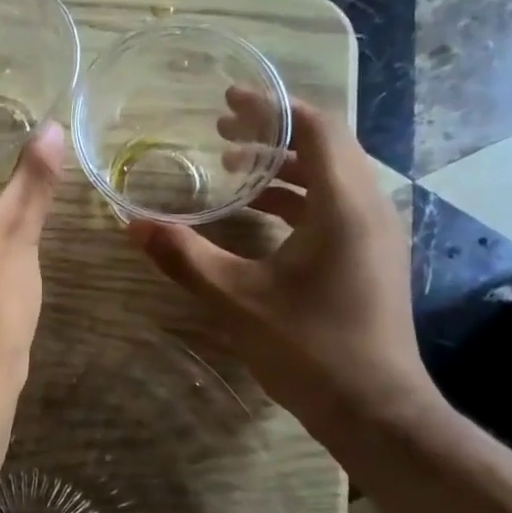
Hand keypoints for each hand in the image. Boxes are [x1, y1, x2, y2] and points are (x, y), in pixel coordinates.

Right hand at [127, 90, 438, 433]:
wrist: (376, 410)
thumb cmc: (309, 348)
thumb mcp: (236, 300)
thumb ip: (185, 257)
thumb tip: (134, 225)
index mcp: (344, 204)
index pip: (316, 127)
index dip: (272, 108)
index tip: (228, 102)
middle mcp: (369, 208)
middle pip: (326, 147)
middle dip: (273, 134)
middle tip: (222, 134)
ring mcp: (376, 235)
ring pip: (332, 179)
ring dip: (285, 168)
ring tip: (234, 171)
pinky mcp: (372, 259)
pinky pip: (336, 208)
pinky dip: (298, 200)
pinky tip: (261, 219)